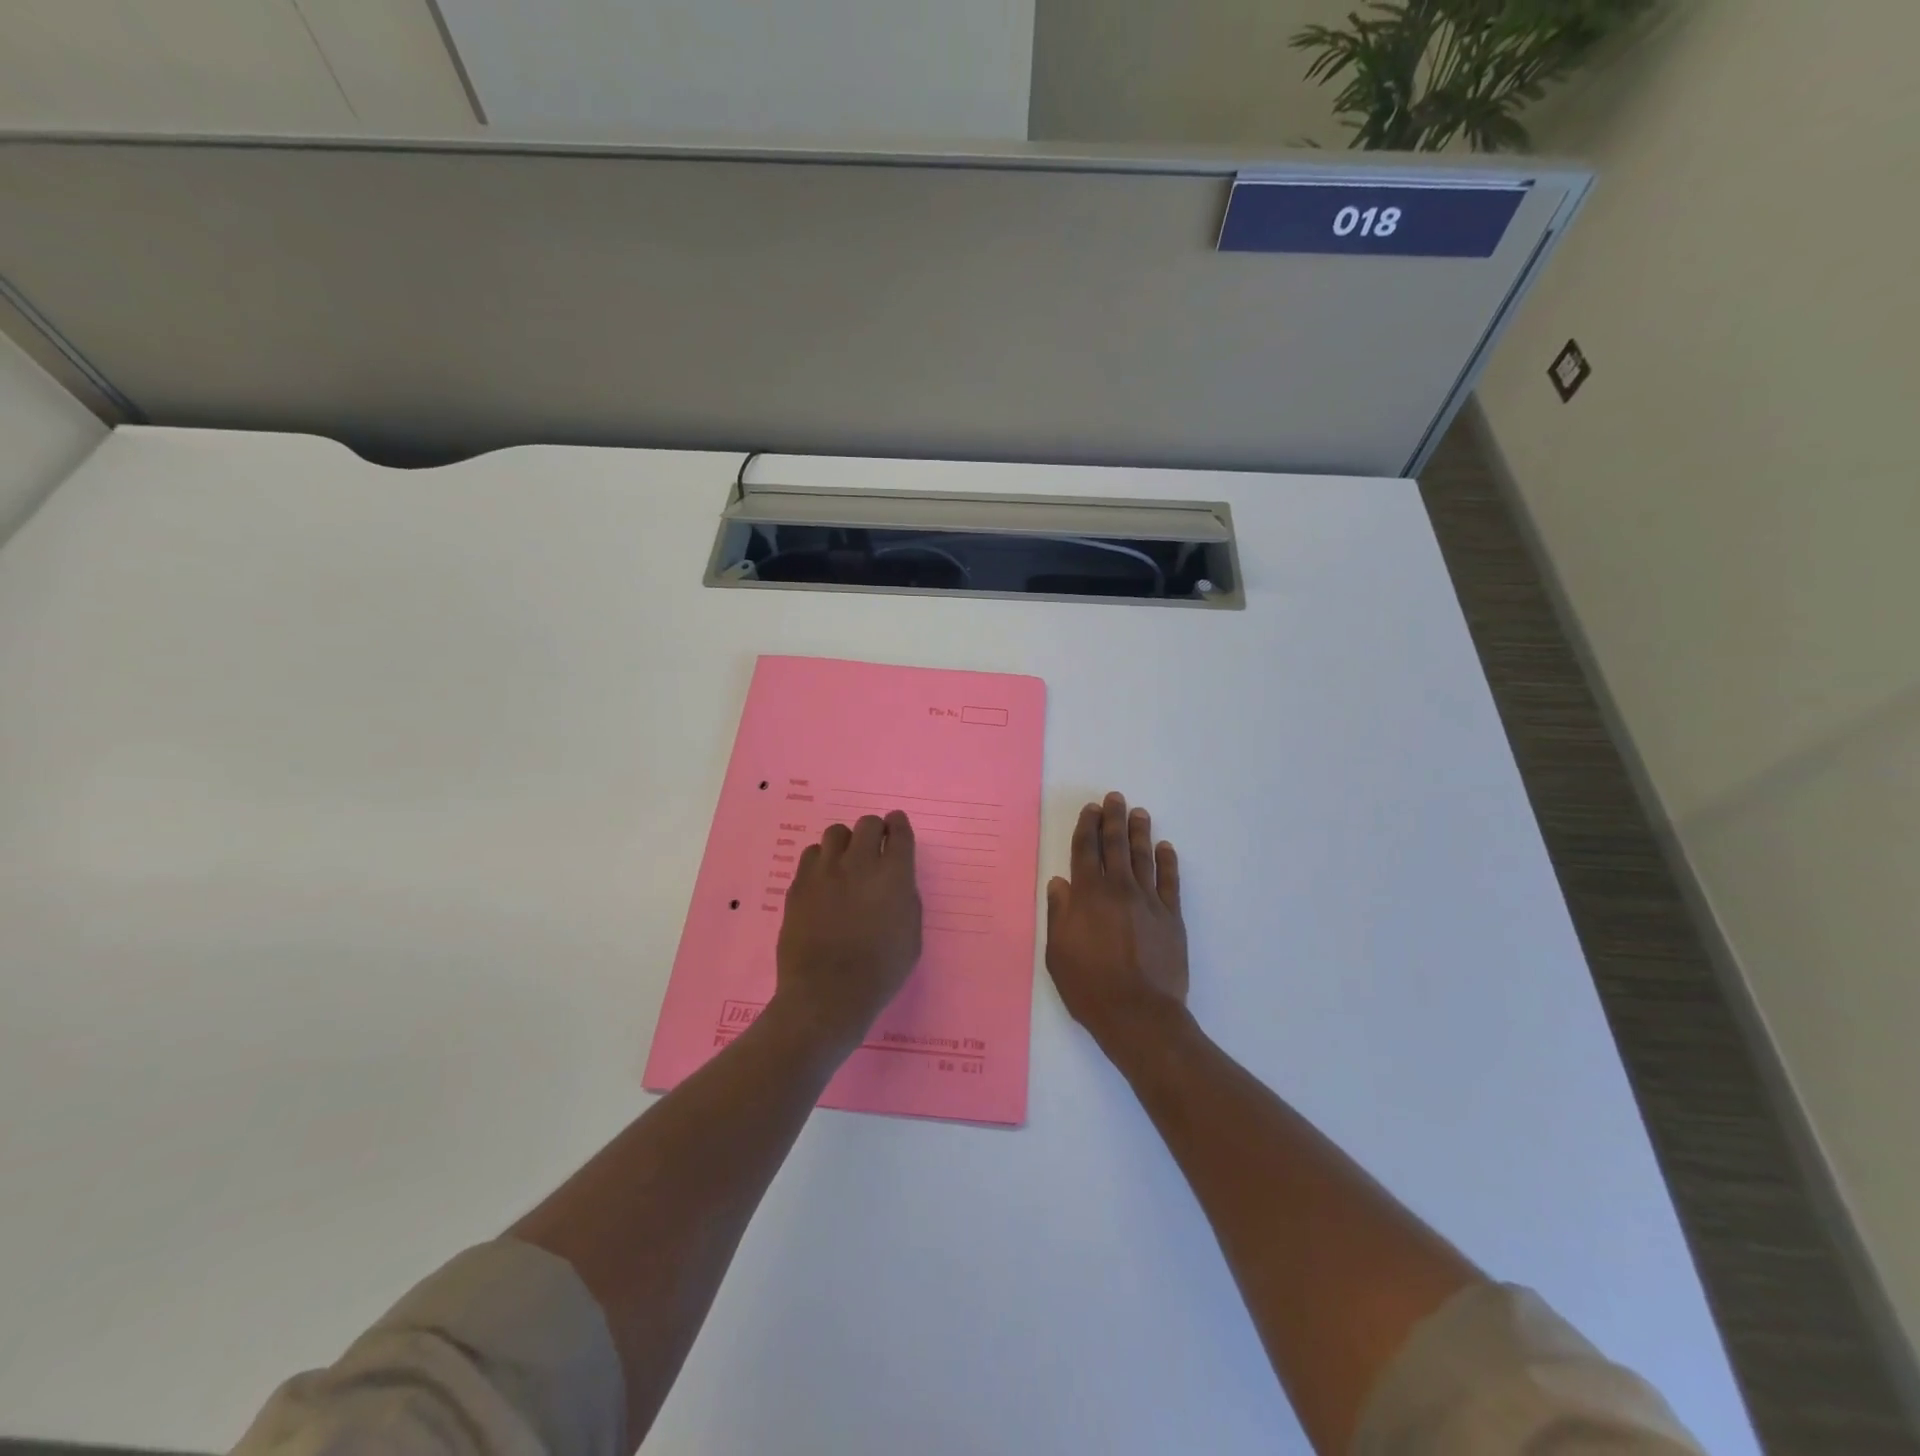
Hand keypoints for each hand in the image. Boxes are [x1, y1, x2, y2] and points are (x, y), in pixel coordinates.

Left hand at [774, 811, 923, 1059]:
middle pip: (868, 824)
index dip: (899, 826)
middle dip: (875, 831)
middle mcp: (860, 864)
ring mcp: (825, 872)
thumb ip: (905, 899)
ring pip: (836, 833)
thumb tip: (895, 881)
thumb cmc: (879, 972)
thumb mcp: (911, 936)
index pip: (899, 831)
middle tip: (875, 848)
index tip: (897, 828)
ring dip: (846, 843)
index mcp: (894, 875)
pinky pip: (811, 855)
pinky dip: (821, 861)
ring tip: (846, 863)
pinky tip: (824, 880)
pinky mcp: (799, 884)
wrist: (827, 995)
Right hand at [1045, 792, 1189, 1051]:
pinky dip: (1167, 862)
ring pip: (1144, 857)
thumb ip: (1059, 913)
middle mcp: (1119, 890)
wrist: (1139, 1014)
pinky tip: (1165, 848)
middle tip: (1115, 798)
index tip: (1091, 808)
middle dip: (1113, 819)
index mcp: (1088, 896)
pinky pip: (1170, 881)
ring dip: (1140, 833)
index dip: (1087, 827)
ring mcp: (1149, 902)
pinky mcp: (1171, 917)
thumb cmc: (1089, 986)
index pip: (1086, 851)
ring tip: (1138, 813)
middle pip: (1116, 846)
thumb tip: (1060, 883)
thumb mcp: (1058, 952)